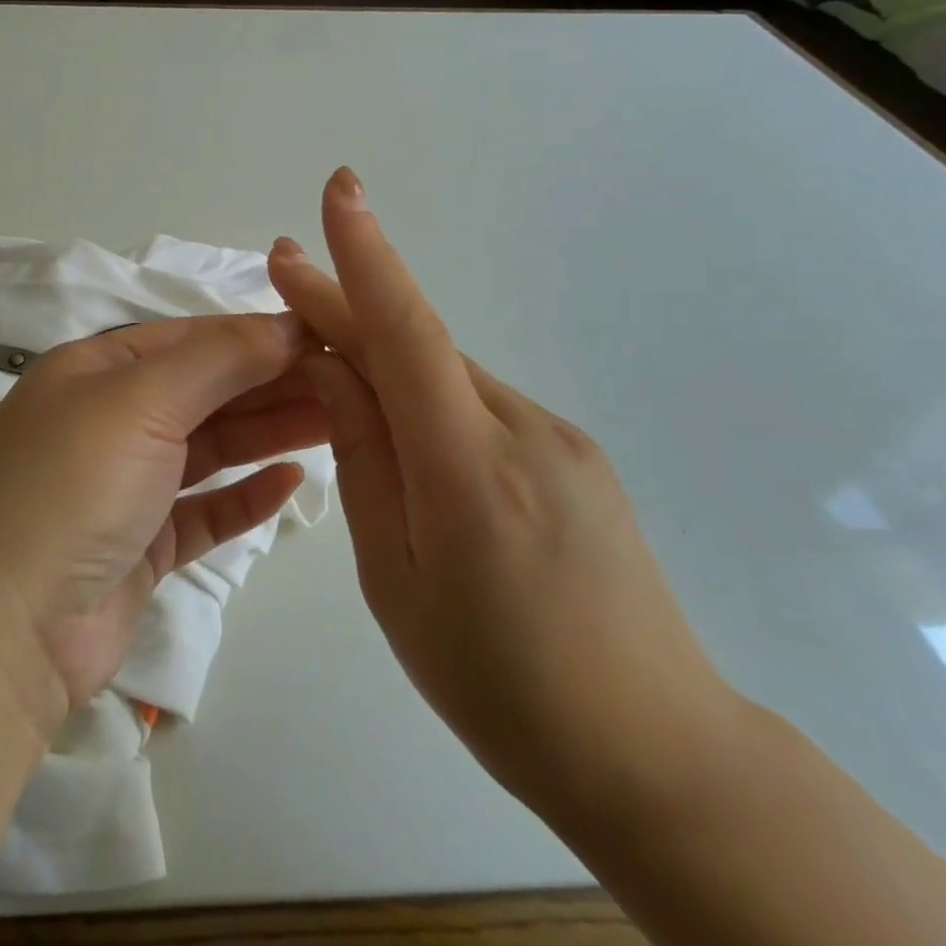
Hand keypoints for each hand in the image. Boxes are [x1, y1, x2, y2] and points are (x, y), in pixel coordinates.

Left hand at [0, 314, 327, 737]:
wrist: (3, 632)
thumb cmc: (71, 488)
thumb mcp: (140, 402)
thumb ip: (218, 359)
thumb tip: (285, 324)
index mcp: (94, 371)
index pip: (190, 339)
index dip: (256, 334)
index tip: (325, 336)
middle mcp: (106, 420)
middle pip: (204, 391)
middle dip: (272, 383)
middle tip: (349, 382)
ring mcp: (122, 486)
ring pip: (208, 448)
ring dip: (267, 432)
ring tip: (340, 422)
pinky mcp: (138, 544)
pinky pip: (202, 508)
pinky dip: (243, 494)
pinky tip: (289, 481)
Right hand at [269, 169, 741, 825]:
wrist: (656, 753)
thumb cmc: (497, 682)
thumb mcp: (396, 579)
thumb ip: (364, 462)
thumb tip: (333, 370)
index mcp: (469, 468)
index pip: (406, 334)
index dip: (365, 259)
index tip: (337, 192)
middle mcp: (523, 430)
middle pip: (419, 347)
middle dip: (347, 307)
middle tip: (289, 275)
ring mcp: (561, 439)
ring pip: (448, 376)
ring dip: (384, 361)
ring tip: (330, 373)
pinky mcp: (577, 457)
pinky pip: (479, 406)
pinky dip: (427, 397)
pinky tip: (407, 434)